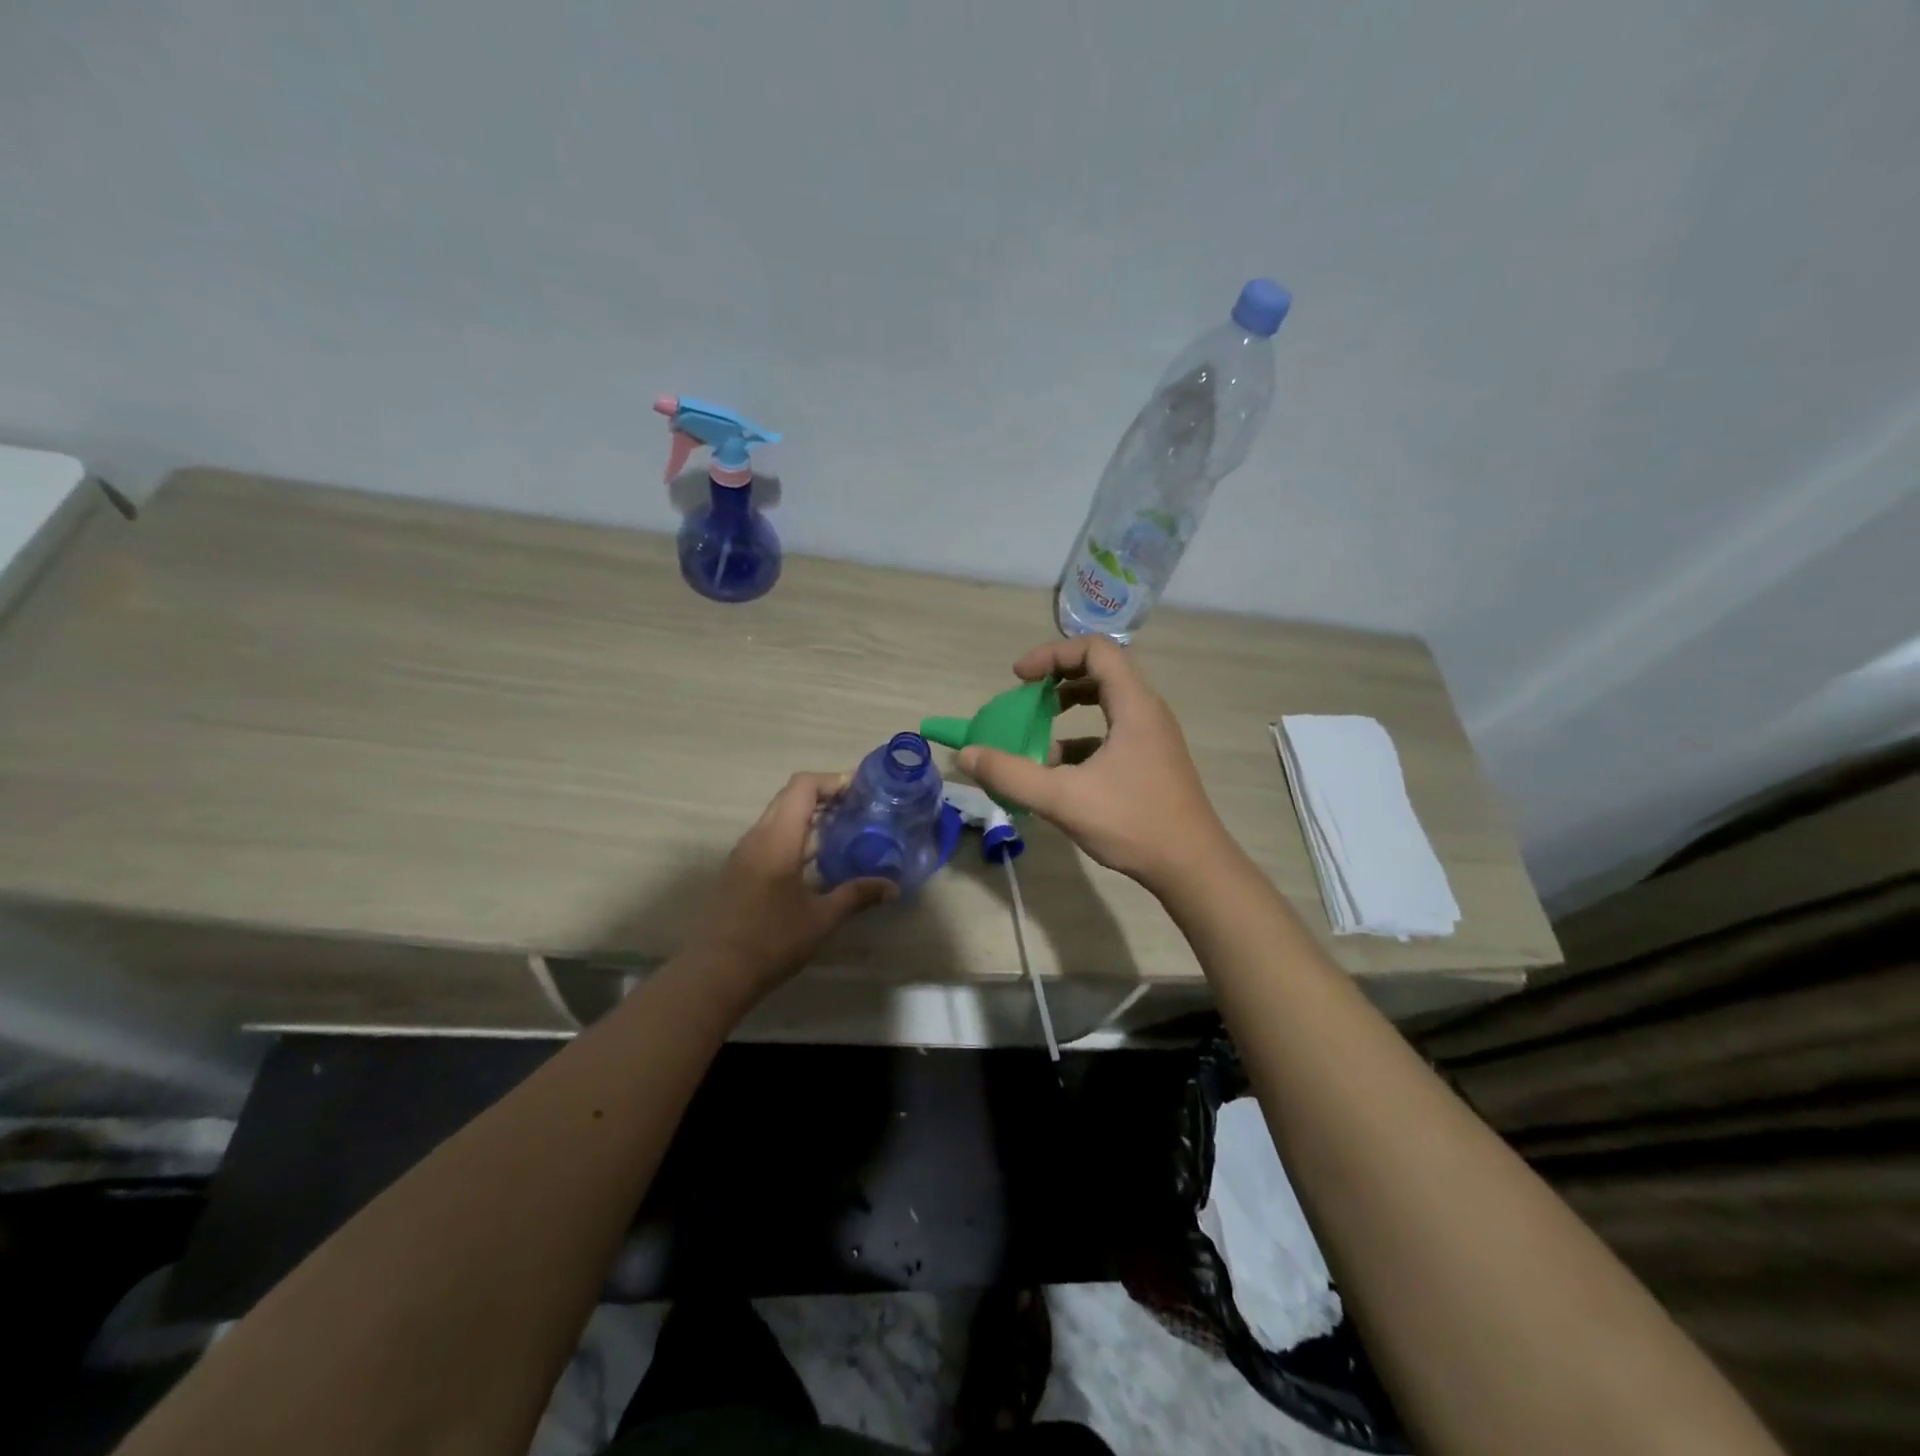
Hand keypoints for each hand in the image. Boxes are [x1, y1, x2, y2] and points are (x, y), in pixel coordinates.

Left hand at [691, 772, 895, 1002]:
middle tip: (857, 807)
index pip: (802, 786)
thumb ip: (857, 895)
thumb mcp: (822, 918)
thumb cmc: (772, 941)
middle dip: (824, 795)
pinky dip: (795, 834)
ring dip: (808, 816)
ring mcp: (743, 853)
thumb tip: (891, 887)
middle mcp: (757, 837)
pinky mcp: (738, 870)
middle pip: (790, 796)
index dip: (832, 781)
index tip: (860, 790)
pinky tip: (815, 860)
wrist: (716, 973)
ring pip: (778, 816)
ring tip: (842, 830)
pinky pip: (769, 837)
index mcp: (778, 839)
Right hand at [957, 637, 1235, 896]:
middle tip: (1027, 699)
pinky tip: (1060, 771)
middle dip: (1058, 679)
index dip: (1052, 654)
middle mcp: (1148, 711)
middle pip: (1101, 671)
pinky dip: (1083, 739)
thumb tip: (966, 754)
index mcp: (1134, 705)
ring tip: (1038, 733)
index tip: (1020, 678)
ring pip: (1108, 702)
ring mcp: (1153, 737)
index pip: (1094, 650)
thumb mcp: (1062, 799)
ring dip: (1069, 708)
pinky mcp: (1153, 760)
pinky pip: (1113, 732)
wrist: (1192, 866)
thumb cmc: (1132, 823)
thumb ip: (1011, 775)